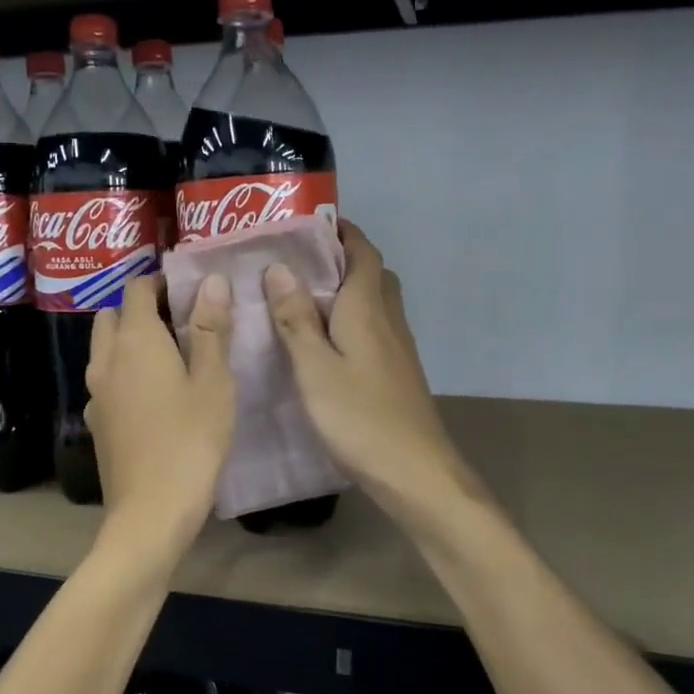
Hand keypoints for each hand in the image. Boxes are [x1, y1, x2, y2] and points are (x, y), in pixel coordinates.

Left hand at [85, 273, 234, 545]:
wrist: (150, 513)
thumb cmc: (191, 441)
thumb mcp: (213, 382)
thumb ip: (211, 328)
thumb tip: (210, 280)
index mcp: (135, 340)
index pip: (137, 289)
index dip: (162, 283)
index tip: (191, 293)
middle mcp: (105, 359)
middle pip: (113, 316)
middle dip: (142, 310)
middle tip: (182, 325)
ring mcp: (95, 393)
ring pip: (105, 349)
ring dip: (130, 342)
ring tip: (171, 360)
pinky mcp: (96, 423)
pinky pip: (106, 381)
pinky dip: (124, 374)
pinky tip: (154, 399)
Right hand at [265, 221, 475, 519]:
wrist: (414, 470)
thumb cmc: (359, 416)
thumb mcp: (314, 367)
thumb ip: (295, 318)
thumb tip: (279, 268)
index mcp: (367, 308)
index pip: (363, 252)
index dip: (342, 232)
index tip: (312, 224)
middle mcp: (388, 319)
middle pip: (373, 273)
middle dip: (344, 257)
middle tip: (302, 260)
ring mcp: (398, 347)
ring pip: (376, 301)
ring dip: (350, 288)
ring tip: (307, 296)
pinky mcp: (398, 371)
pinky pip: (376, 327)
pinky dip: (354, 318)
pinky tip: (328, 341)